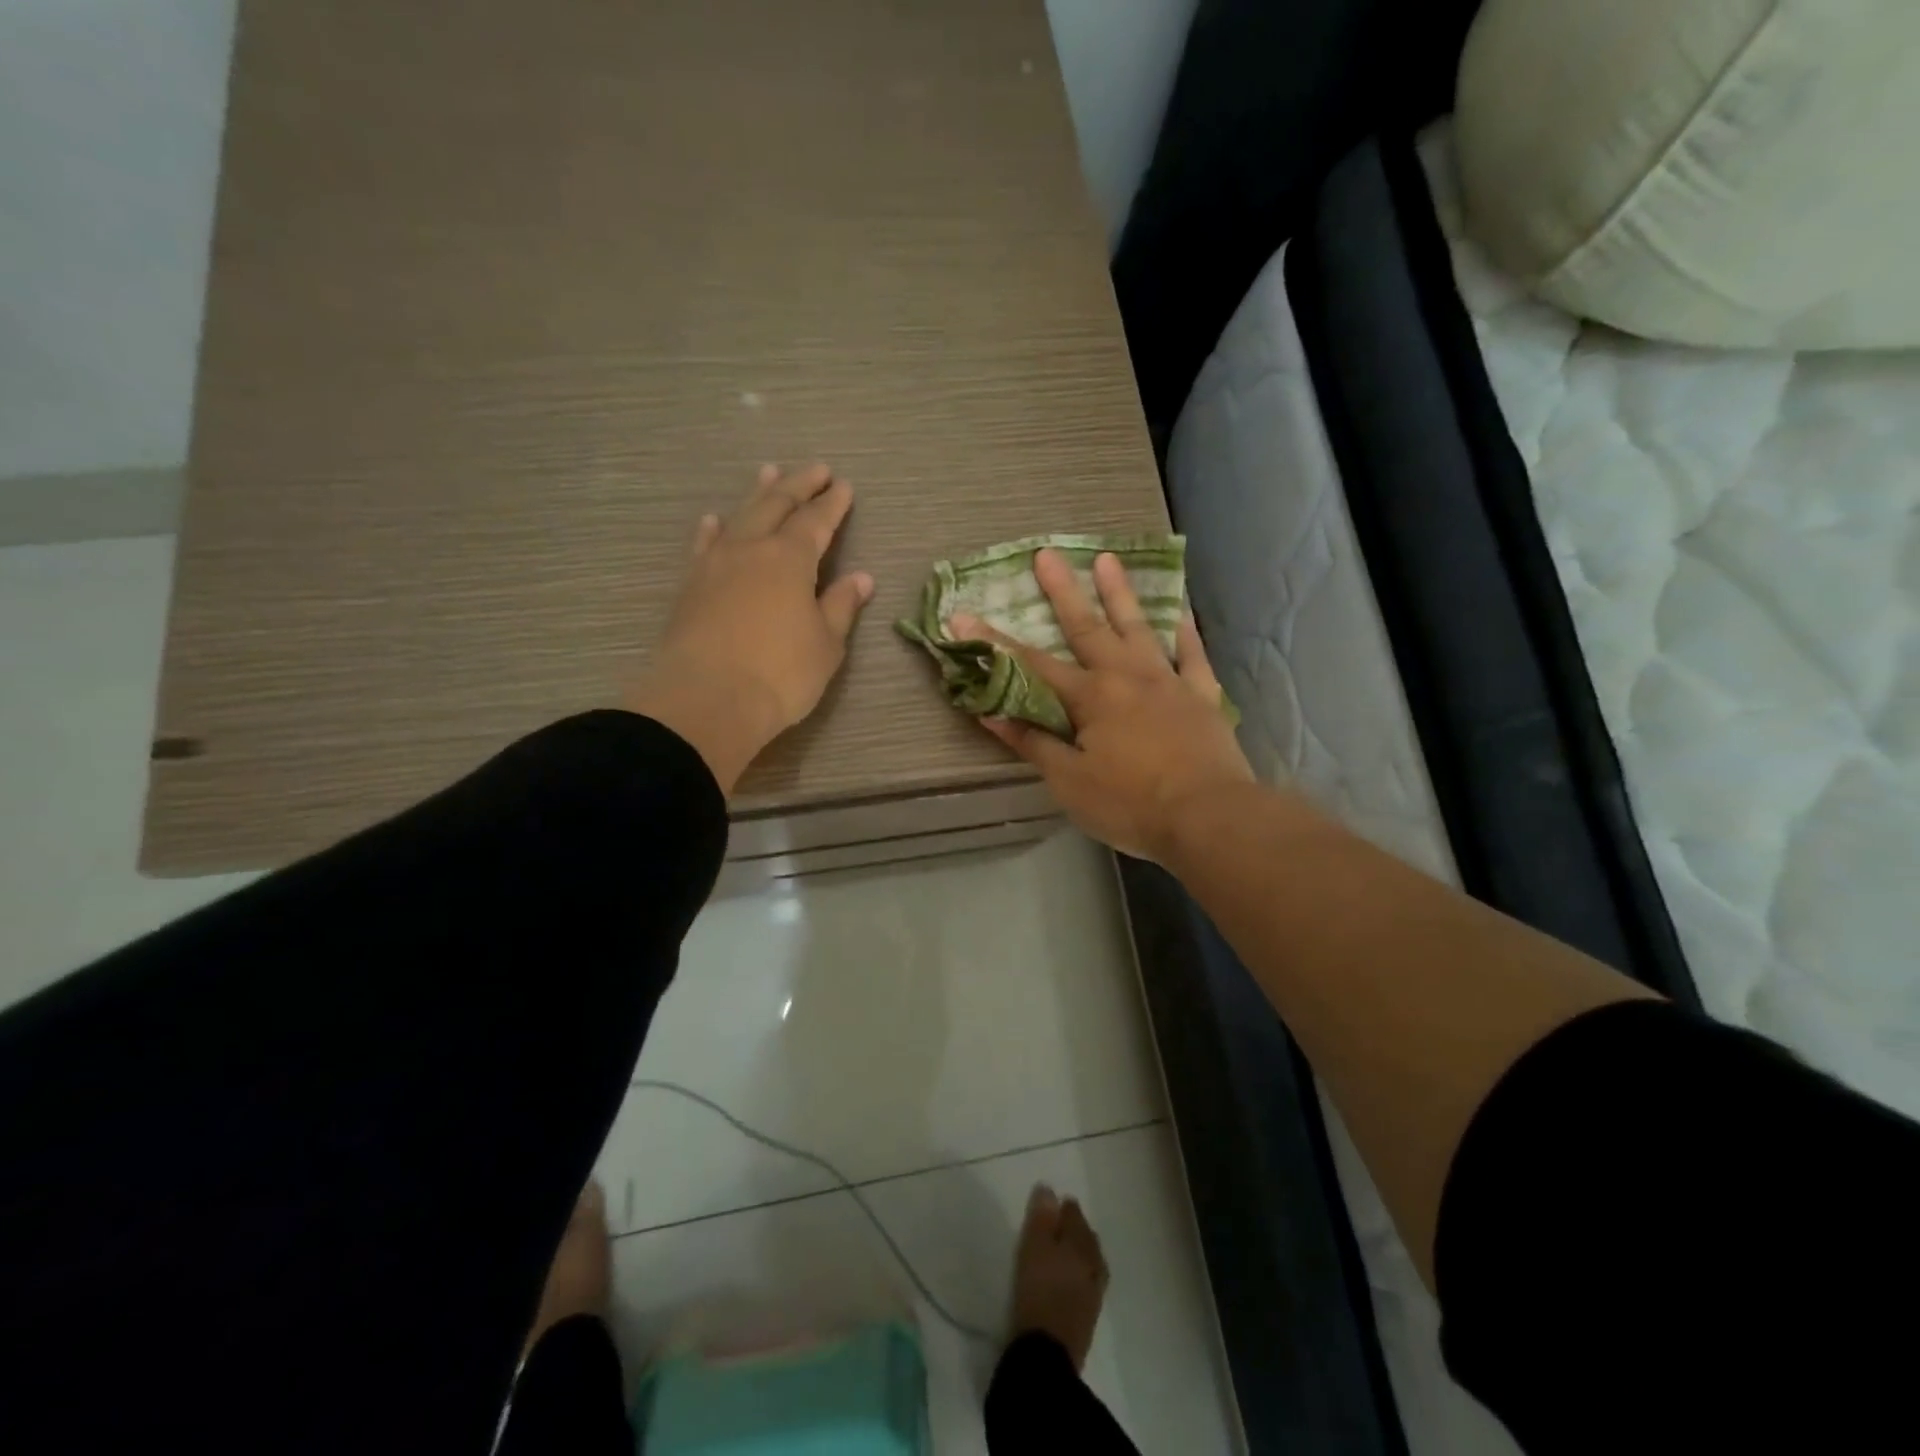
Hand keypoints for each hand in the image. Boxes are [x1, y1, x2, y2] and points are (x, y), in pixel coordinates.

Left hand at [625, 464, 873, 793]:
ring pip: (739, 517)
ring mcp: (715, 565)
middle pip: (776, 506)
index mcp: (790, 559)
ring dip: (757, 495)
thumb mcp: (826, 644)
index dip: (832, 504)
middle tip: (815, 470)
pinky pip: (705, 545)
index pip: (816, 522)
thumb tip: (860, 578)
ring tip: (769, 473)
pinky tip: (714, 521)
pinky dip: (714, 529)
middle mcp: (751, 550)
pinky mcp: (690, 586)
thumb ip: (841, 606)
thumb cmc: (780, 674)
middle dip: (799, 486)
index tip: (844, 486)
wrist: (706, 700)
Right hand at [950, 549, 1251, 862]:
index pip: (1030, 665)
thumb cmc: (1130, 804)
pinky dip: (1186, 632)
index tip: (963, 617)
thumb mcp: (1069, 781)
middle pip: (1087, 628)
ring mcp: (1169, 682)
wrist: (1209, 818)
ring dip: (1120, 594)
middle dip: (1062, 592)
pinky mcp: (1202, 697)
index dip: (994, 643)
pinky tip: (1181, 612)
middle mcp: (1127, 677)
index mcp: (1090, 697)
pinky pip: (1193, 656)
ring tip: (1108, 558)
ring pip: (1140, 629)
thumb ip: (1032, 742)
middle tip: (1047, 553)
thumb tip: (990, 710)